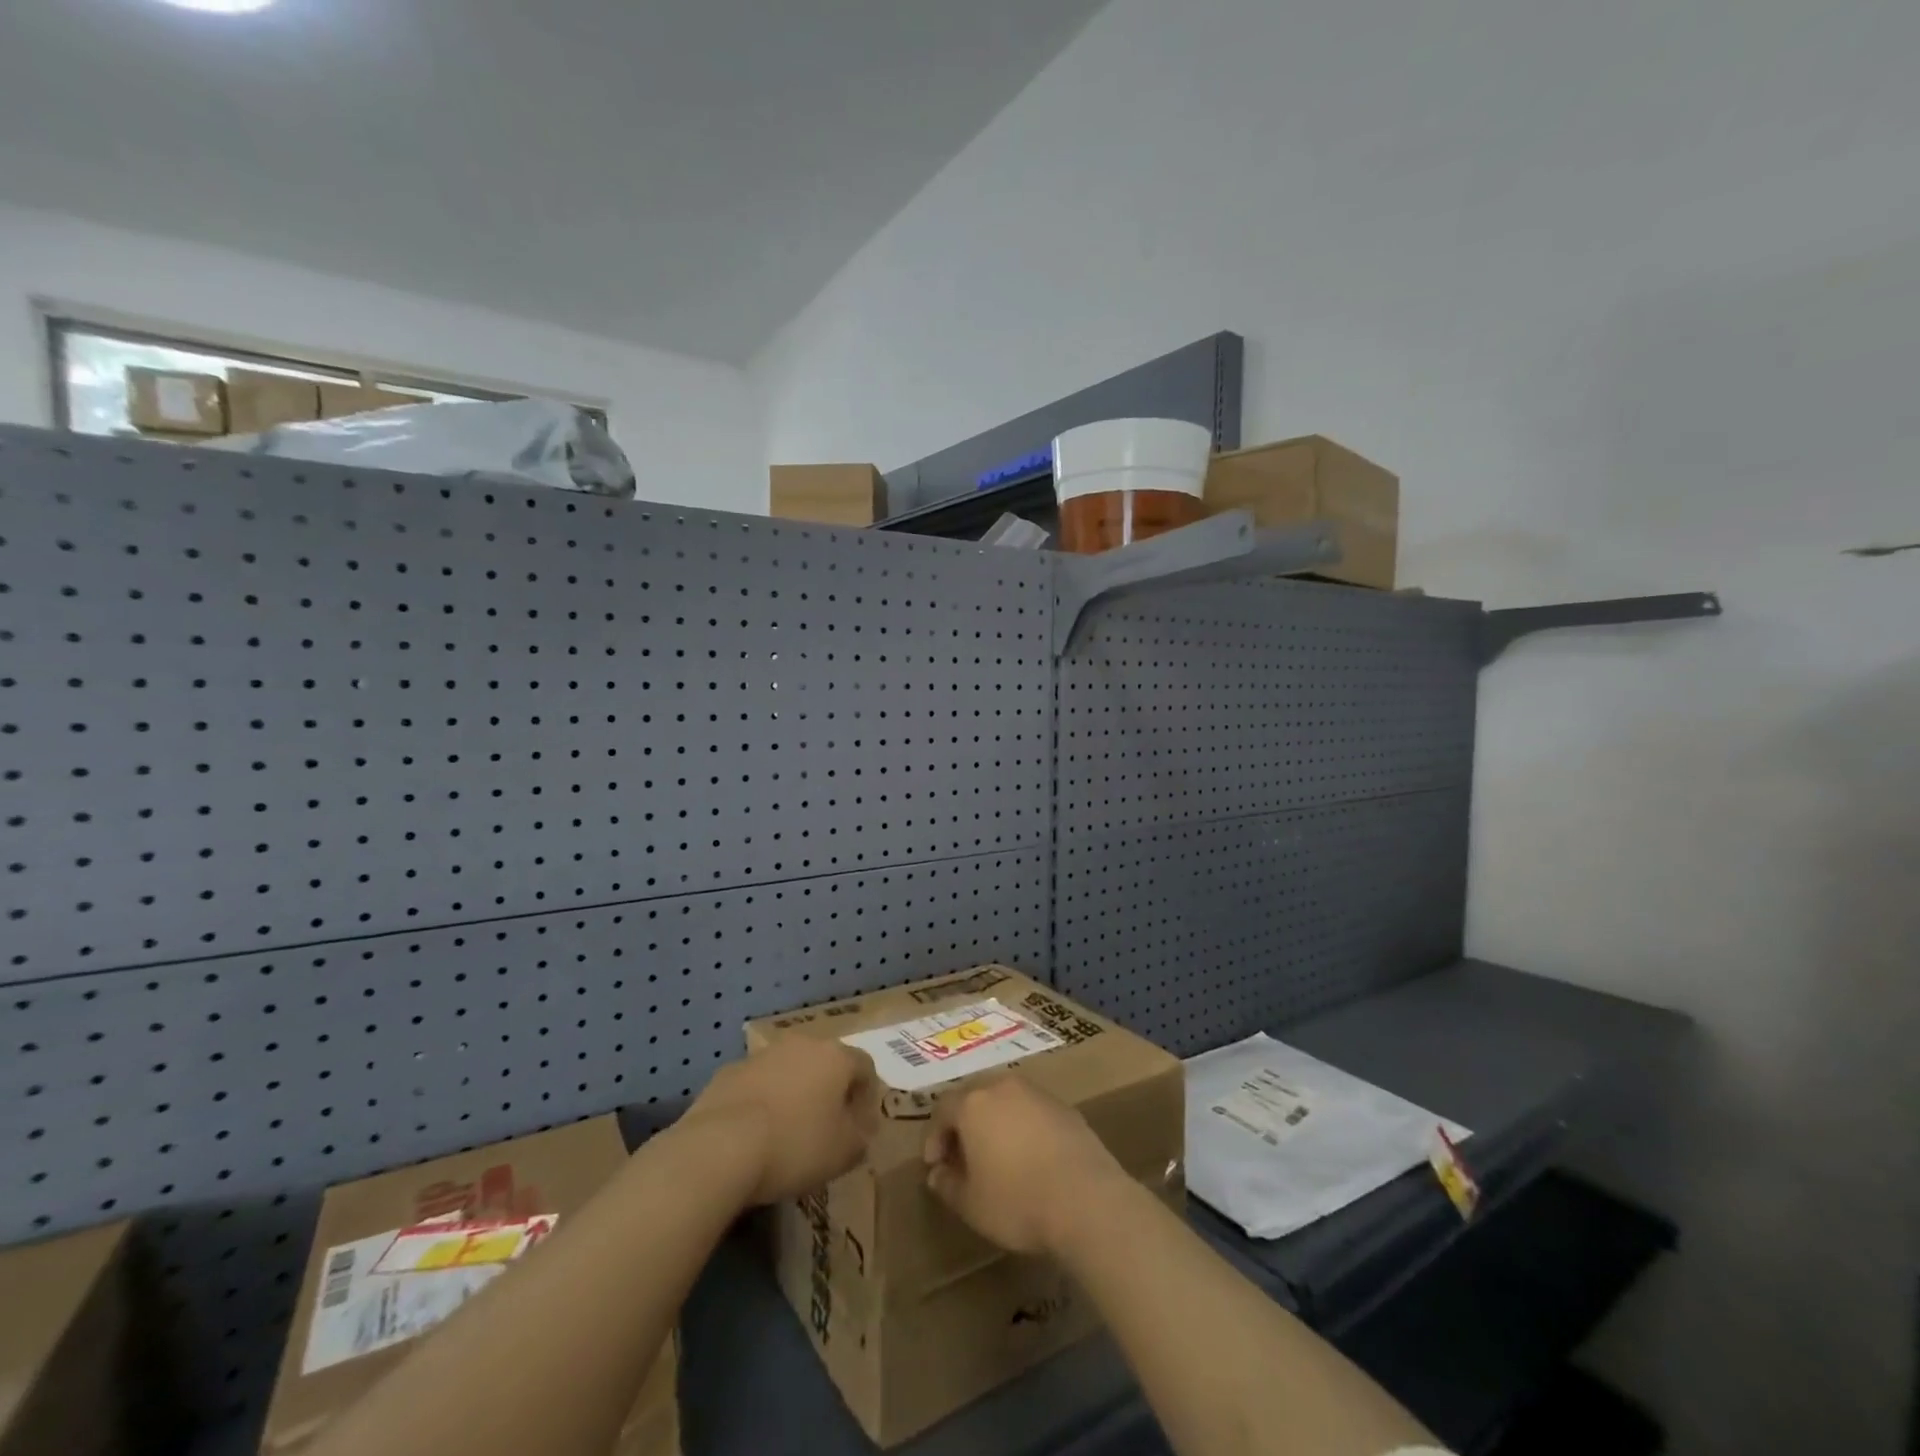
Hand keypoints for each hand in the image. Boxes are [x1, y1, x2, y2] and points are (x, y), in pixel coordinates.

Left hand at [686, 1038, 878, 1204]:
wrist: (720, 1146)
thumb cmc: (795, 1145)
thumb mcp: (844, 1152)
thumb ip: (860, 1137)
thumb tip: (859, 1129)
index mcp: (835, 1056)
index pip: (865, 1066)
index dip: (868, 1097)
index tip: (862, 1128)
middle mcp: (801, 1044)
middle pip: (825, 1063)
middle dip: (830, 1091)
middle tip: (828, 1127)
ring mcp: (762, 1055)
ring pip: (789, 1071)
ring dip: (795, 1094)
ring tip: (789, 1132)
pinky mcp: (729, 1072)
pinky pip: (758, 1084)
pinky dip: (763, 1102)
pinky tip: (756, 1134)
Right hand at [923, 1075, 1129, 1254]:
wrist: (1086, 1198)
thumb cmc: (1018, 1201)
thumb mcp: (971, 1204)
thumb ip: (948, 1185)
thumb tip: (938, 1173)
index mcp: (973, 1103)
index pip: (942, 1109)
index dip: (934, 1137)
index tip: (935, 1165)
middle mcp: (1003, 1086)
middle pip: (973, 1097)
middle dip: (963, 1124)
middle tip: (962, 1157)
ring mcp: (1036, 1093)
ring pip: (1005, 1100)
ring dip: (994, 1122)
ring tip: (996, 1156)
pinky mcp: (1064, 1106)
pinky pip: (1031, 1110)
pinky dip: (1022, 1127)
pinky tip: (1029, 1157)